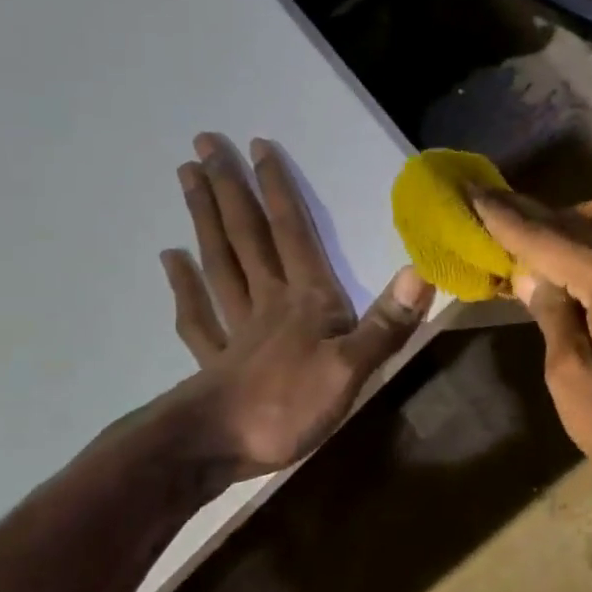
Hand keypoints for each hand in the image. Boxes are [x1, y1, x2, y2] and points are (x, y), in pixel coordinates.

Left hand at [159, 134, 433, 477]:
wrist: (217, 448)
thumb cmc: (289, 406)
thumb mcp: (353, 368)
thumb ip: (385, 322)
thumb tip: (420, 271)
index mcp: (305, 299)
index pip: (291, 232)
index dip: (277, 189)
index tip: (257, 146)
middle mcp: (268, 301)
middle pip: (246, 236)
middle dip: (230, 189)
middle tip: (204, 143)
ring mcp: (236, 329)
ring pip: (219, 263)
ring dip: (204, 220)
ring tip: (187, 179)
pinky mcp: (215, 359)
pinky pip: (197, 315)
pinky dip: (183, 285)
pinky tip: (170, 260)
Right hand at [471, 191, 591, 499]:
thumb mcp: (571, 378)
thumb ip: (552, 315)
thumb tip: (533, 275)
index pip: (551, 239)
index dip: (508, 218)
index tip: (476, 193)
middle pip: (587, 220)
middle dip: (540, 215)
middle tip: (501, 207)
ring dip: (580, 220)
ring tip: (545, 238)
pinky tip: (588, 261)